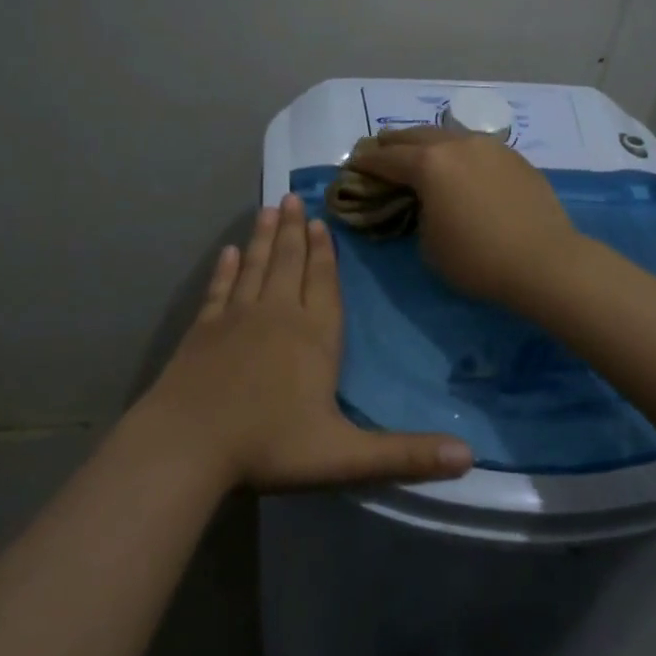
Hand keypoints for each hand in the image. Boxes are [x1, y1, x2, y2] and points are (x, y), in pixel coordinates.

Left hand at [128, 193, 473, 490]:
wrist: (186, 446)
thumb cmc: (269, 446)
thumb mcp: (345, 458)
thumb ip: (405, 455)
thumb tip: (469, 456)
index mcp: (314, 337)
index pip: (324, 285)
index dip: (325, 254)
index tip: (321, 222)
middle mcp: (276, 316)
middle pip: (288, 264)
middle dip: (293, 231)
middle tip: (292, 198)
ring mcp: (235, 320)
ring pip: (254, 267)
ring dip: (262, 238)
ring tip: (268, 208)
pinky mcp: (202, 331)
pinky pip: (218, 289)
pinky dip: (224, 269)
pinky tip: (227, 253)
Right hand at [344, 129, 582, 307]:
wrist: (544, 261)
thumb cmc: (477, 259)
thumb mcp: (429, 244)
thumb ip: (417, 214)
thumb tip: (423, 202)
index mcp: (429, 164)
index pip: (386, 159)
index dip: (366, 162)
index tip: (353, 164)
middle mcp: (457, 144)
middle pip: (415, 136)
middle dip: (393, 143)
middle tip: (379, 149)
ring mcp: (490, 146)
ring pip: (449, 135)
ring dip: (427, 142)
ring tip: (418, 152)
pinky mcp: (514, 157)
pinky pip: (475, 147)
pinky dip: (458, 152)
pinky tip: (459, 165)